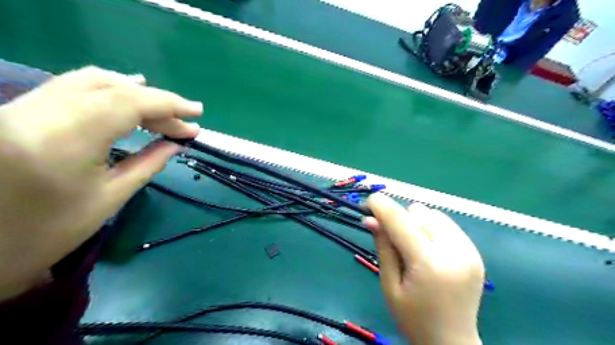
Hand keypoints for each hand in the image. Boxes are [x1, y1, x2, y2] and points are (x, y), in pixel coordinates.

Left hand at [0, 66, 202, 295]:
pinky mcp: (22, 109)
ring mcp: (29, 105)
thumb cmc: (47, 229)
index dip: (170, 104)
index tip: (198, 113)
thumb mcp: (110, 197)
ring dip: (134, 92)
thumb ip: (149, 164)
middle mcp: (46, 109)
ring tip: (161, 108)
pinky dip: (107, 88)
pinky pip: (73, 86)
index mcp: (70, 135)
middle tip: (183, 124)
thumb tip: (177, 145)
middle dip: (157, 104)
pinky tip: (123, 94)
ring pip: (92, 80)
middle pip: (115, 89)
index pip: (131, 102)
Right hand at [365, 193, 484, 344]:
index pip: (401, 222)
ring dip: (416, 222)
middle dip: (399, 218)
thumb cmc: (413, 318)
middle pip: (419, 213)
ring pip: (433, 214)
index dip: (382, 206)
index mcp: (429, 265)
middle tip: (390, 236)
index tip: (368, 203)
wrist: (452, 343)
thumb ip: (383, 247)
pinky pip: (446, 224)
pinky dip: (432, 228)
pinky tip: (428, 248)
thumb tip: (371, 218)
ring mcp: (468, 250)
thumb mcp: (389, 284)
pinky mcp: (475, 252)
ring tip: (412, 245)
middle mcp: (454, 252)